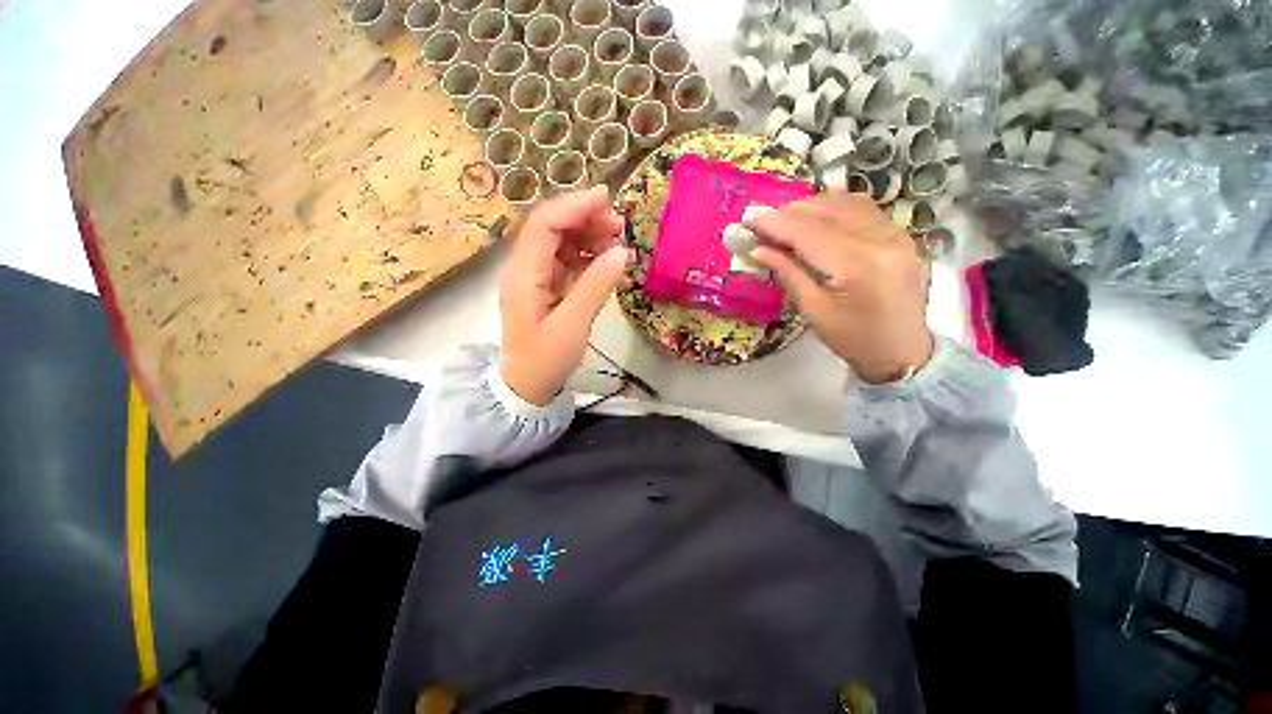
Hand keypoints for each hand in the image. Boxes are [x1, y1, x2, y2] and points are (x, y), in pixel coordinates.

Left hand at [499, 186, 630, 405]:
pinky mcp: (547, 287)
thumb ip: (595, 286)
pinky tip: (607, 262)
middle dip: (585, 219)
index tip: (607, 199)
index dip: (574, 206)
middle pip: (552, 227)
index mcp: (524, 274)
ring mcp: (536, 277)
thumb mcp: (573, 326)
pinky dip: (588, 256)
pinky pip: (568, 261)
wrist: (527, 386)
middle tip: (619, 227)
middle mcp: (526, 268)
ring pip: (561, 242)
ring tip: (618, 244)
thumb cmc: (545, 360)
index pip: (545, 224)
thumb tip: (621, 252)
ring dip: (589, 236)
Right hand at [747, 193, 933, 382]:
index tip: (748, 218)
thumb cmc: (852, 338)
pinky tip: (816, 215)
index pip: (809, 233)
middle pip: (826, 212)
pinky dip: (833, 206)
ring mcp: (896, 233)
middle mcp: (881, 239)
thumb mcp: (813, 309)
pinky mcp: (901, 233)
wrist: (902, 350)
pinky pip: (862, 208)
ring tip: (784, 218)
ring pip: (845, 203)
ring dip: (810, 206)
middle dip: (789, 213)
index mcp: (858, 266)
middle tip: (760, 220)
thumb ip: (788, 272)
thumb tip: (758, 250)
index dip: (776, 223)